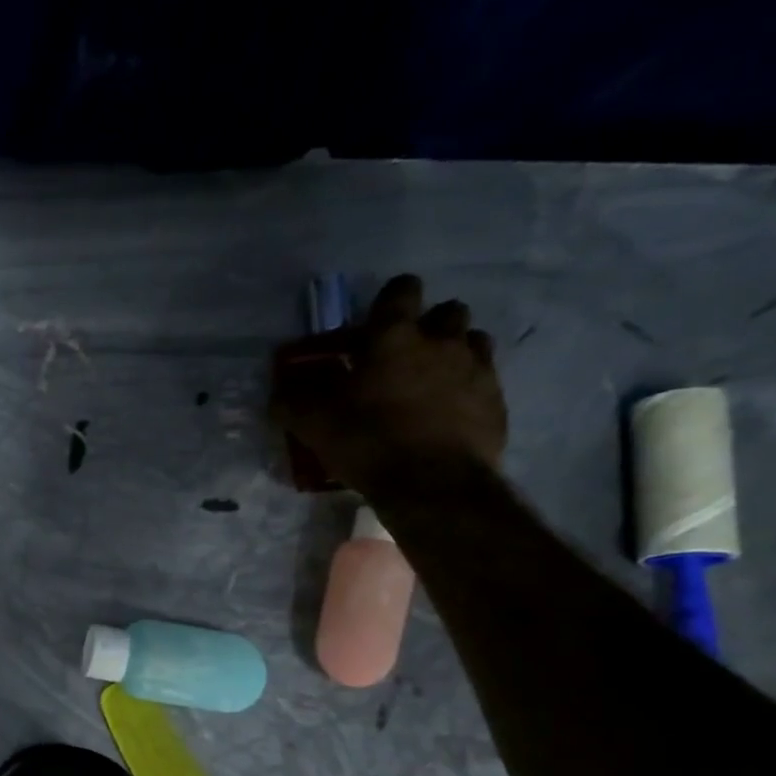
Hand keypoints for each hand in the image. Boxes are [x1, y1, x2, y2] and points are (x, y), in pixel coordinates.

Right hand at [270, 275, 506, 495]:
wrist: (432, 485)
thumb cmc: (368, 442)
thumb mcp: (314, 424)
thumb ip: (293, 402)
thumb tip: (279, 392)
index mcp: (395, 337)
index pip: (401, 290)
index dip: (390, 301)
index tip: (375, 323)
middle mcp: (442, 341)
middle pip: (447, 311)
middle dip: (428, 326)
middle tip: (405, 356)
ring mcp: (476, 369)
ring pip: (473, 341)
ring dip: (454, 352)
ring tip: (433, 382)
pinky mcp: (496, 402)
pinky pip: (485, 381)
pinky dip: (468, 390)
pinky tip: (450, 415)